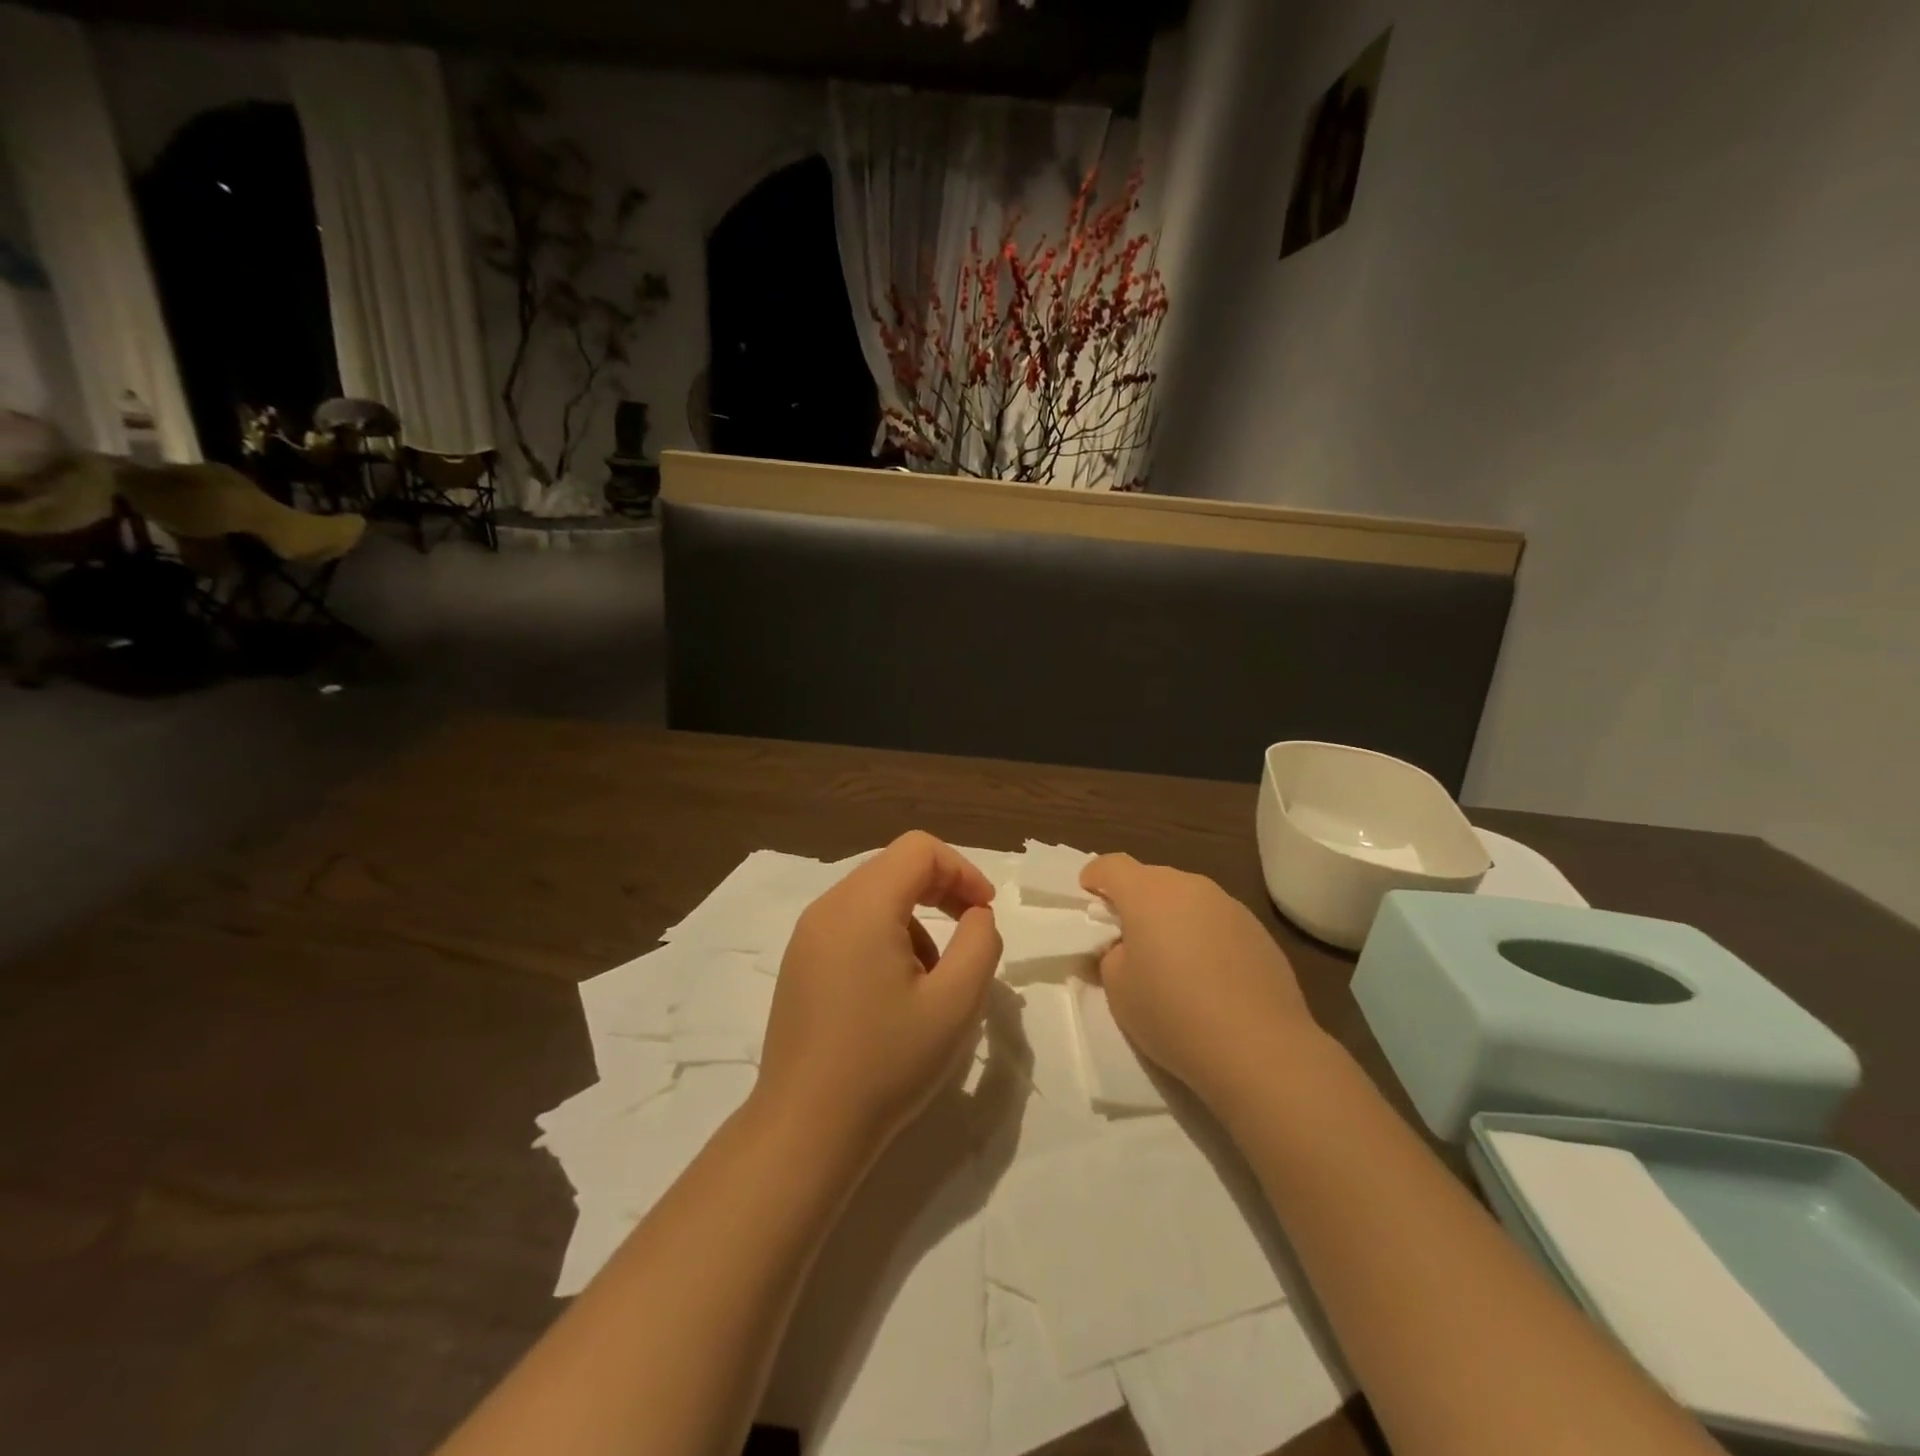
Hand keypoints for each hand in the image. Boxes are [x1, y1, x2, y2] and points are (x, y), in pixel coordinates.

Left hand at [754, 832, 1002, 1159]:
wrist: (804, 1129)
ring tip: (932, 979)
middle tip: (971, 935)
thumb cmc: (886, 1063)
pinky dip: (886, 936)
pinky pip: (852, 924)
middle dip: (941, 891)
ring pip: (875, 896)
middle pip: (895, 867)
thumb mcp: (956, 1003)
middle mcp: (828, 907)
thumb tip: (975, 915)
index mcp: (862, 905)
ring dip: (916, 920)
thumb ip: (980, 943)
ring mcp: (807, 935)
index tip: (985, 913)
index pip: (919, 849)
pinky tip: (895, 992)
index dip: (962, 870)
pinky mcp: (800, 962)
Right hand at [1080, 854, 1320, 1111]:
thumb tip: (1126, 946)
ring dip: (1172, 917)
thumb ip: (1112, 955)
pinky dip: (1204, 936)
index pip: (1111, 865)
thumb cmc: (1173, 1015)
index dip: (1095, 879)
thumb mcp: (1118, 990)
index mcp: (1148, 893)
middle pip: (1151, 879)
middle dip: (1134, 901)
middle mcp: (1189, 886)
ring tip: (1172, 961)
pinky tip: (1209, 977)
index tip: (1089, 902)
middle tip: (1128, 940)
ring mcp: (1229, 905)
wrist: (1260, 1049)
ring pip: (1186, 899)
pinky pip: (1216, 921)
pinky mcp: (1259, 931)